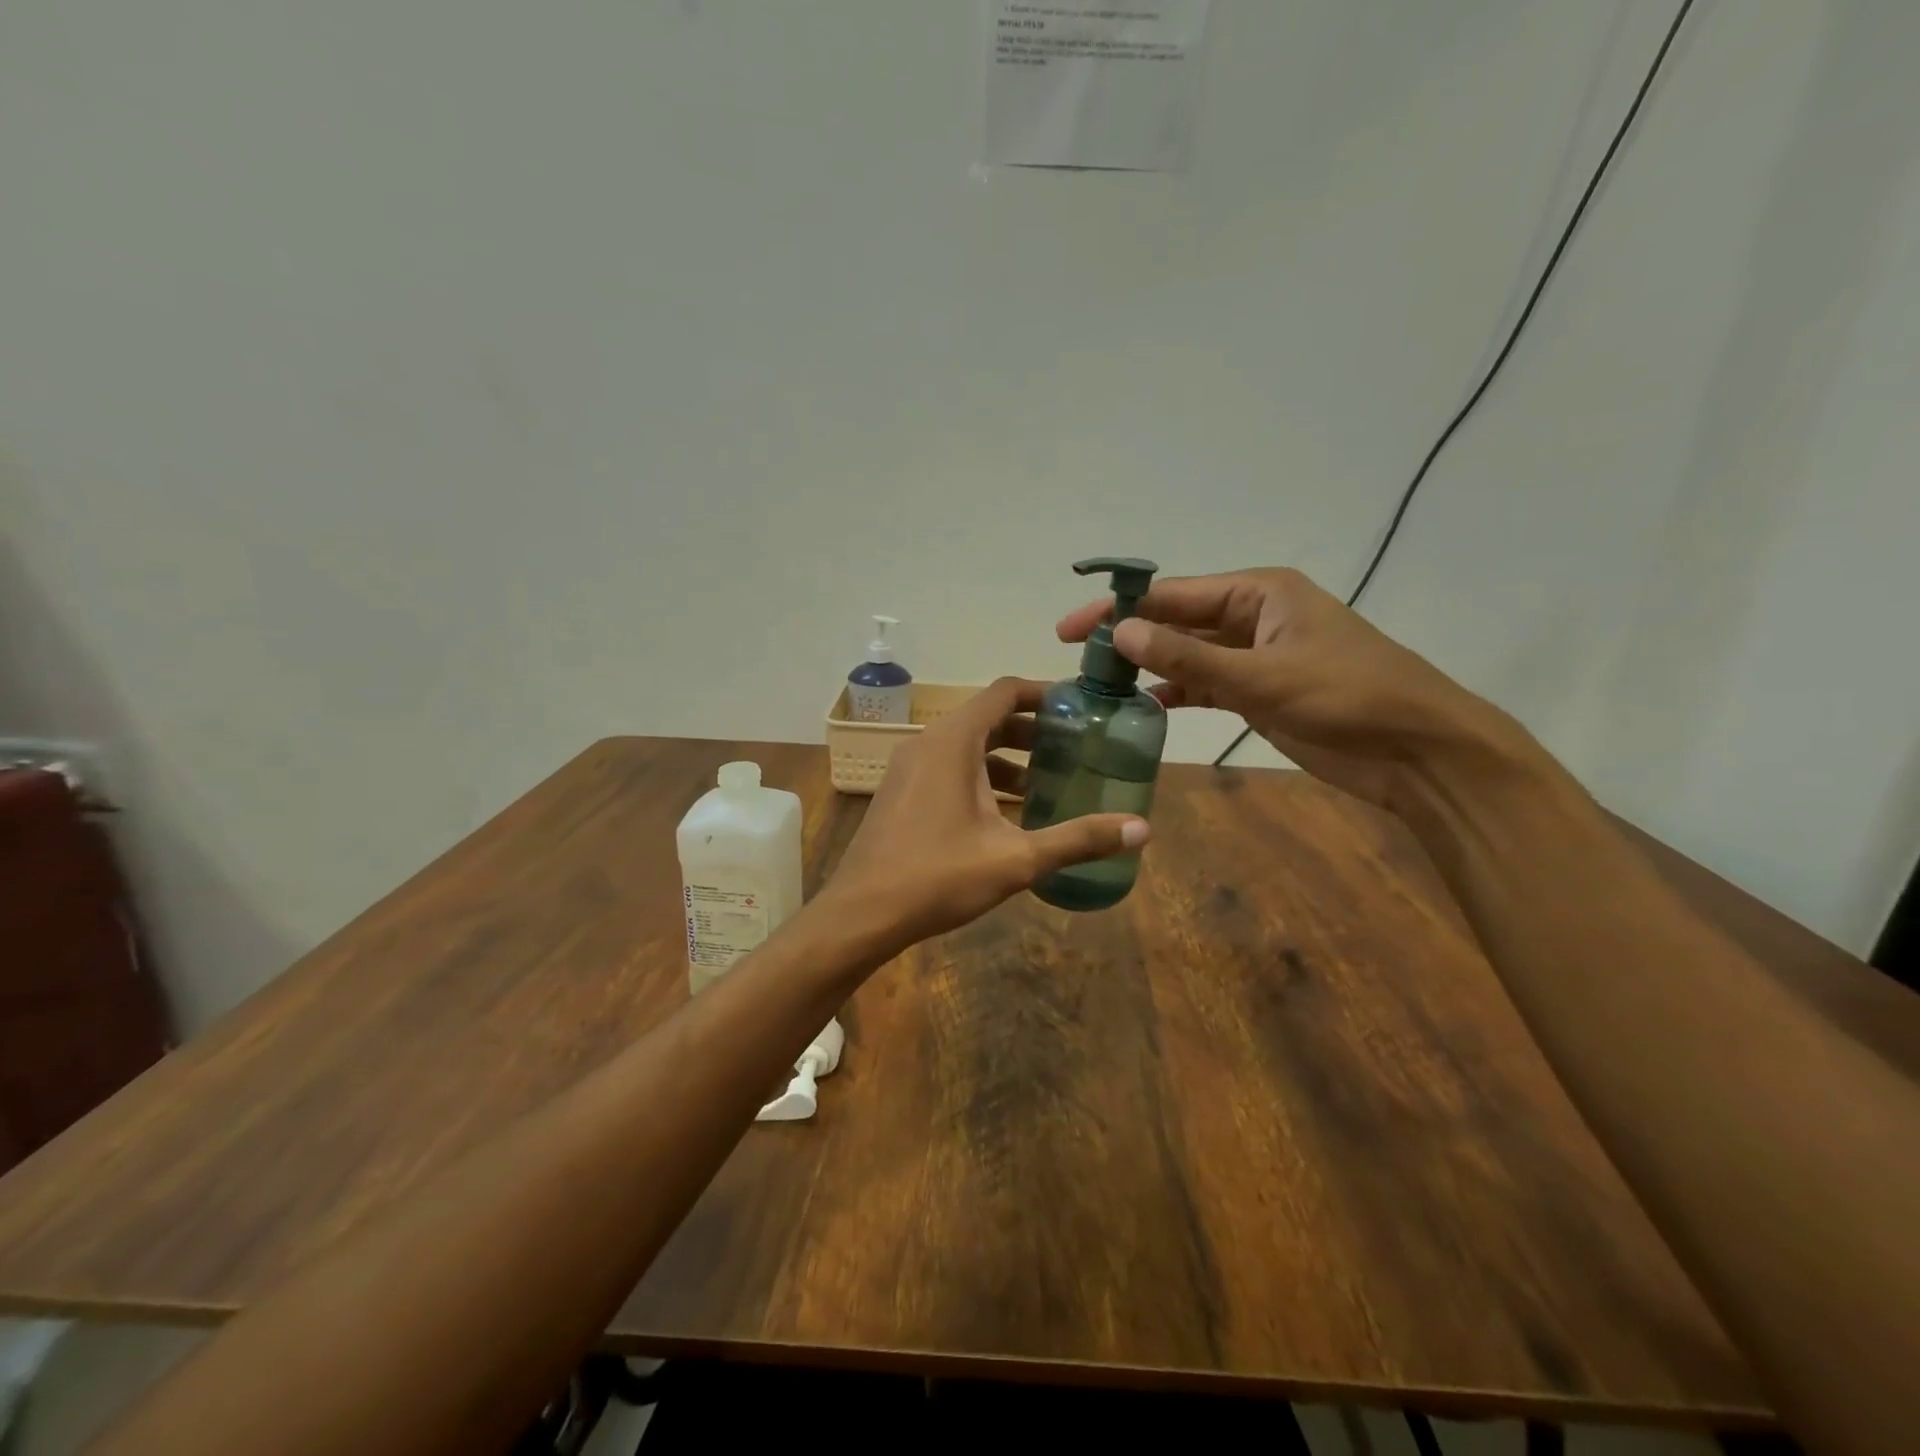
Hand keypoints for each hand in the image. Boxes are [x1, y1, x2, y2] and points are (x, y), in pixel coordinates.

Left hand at [823, 677, 1149, 947]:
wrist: (860, 913)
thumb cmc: (937, 877)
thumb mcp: (1016, 859)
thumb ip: (1078, 839)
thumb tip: (1142, 830)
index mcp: (953, 742)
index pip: (1004, 692)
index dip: (1044, 693)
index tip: (1080, 709)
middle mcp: (927, 743)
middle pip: (987, 718)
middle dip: (1032, 731)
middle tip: (1074, 749)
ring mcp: (908, 768)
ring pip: (966, 747)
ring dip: (1006, 758)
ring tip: (1047, 784)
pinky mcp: (900, 792)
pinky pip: (947, 768)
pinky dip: (980, 777)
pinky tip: (1005, 814)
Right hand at [1057, 568, 1524, 813]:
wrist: (1418, 751)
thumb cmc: (1347, 698)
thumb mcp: (1261, 676)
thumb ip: (1188, 657)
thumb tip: (1120, 632)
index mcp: (1258, 592)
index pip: (1172, 594)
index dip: (1118, 609)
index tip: (1071, 631)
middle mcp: (1252, 616)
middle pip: (1175, 620)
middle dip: (1129, 638)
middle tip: (1076, 660)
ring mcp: (1255, 655)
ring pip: (1187, 653)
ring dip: (1148, 667)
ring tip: (1099, 685)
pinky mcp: (1259, 691)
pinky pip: (1205, 683)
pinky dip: (1176, 691)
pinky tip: (1144, 705)